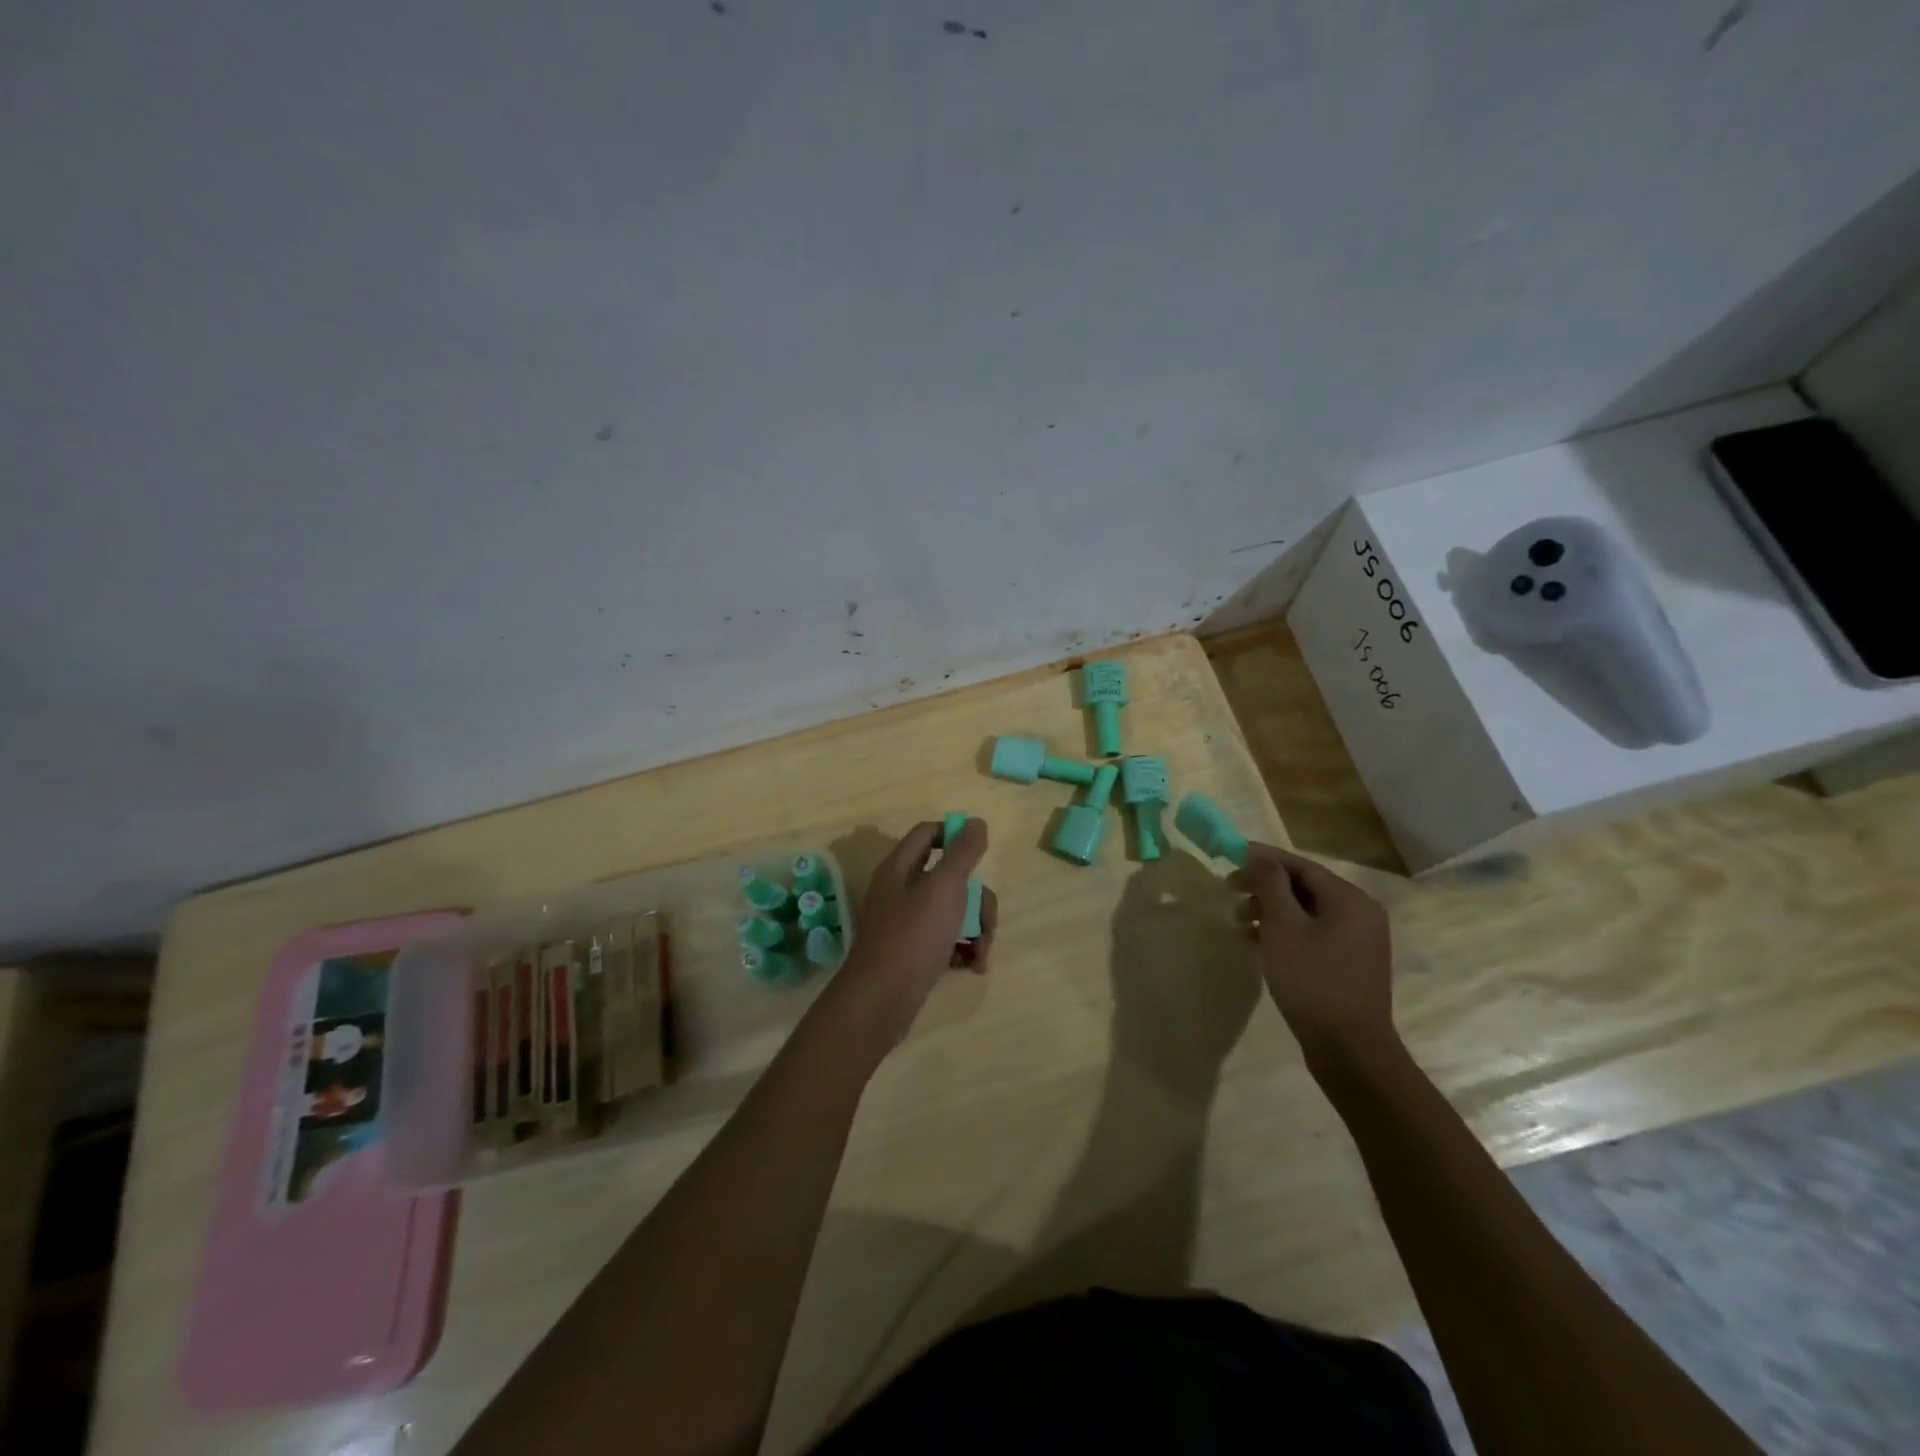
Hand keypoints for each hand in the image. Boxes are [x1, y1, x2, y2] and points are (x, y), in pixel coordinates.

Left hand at [821, 819, 996, 1053]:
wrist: (880, 1003)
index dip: (955, 836)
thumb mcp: (943, 889)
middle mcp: (900, 891)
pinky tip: (971, 967)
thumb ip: (962, 853)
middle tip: (987, 924)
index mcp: (900, 868)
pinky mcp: (913, 953)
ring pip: (952, 911)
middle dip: (977, 900)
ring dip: (975, 929)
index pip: (928, 834)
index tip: (981, 855)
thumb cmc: (912, 938)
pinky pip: (946, 939)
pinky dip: (962, 949)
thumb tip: (976, 822)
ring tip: (981, 955)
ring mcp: (906, 924)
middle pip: (949, 877)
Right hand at [1236, 842, 1397, 1073]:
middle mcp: (1360, 914)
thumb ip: (1270, 885)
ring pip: (1306, 912)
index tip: (1230, 856)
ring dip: (1270, 910)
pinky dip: (1284, 932)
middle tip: (1229, 891)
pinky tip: (1256, 943)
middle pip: (1304, 887)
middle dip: (1264, 887)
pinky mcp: (1347, 964)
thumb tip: (1257, 852)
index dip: (1264, 859)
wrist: (1349, 1050)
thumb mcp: (1283, 927)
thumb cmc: (1313, 981)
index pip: (1301, 865)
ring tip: (1238, 921)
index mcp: (1350, 900)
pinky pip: (1312, 934)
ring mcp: (1356, 941)